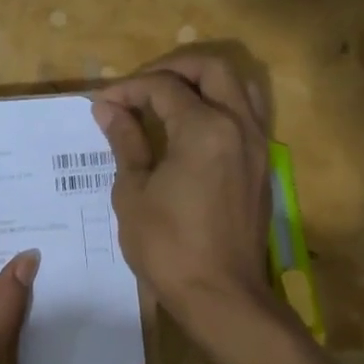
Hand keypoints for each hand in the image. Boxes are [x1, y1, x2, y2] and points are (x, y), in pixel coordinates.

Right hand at [92, 53, 274, 327]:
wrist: (220, 295)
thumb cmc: (168, 247)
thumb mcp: (133, 192)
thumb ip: (126, 141)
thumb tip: (108, 109)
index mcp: (204, 129)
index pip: (163, 87)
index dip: (128, 89)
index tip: (102, 103)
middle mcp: (239, 125)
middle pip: (211, 69)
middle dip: (171, 68)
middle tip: (139, 87)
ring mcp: (257, 145)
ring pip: (238, 86)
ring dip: (203, 81)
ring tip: (169, 98)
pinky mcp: (262, 165)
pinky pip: (246, 114)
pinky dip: (220, 104)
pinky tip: (192, 127)